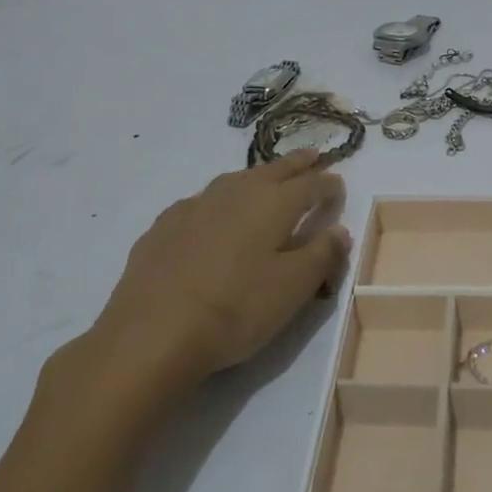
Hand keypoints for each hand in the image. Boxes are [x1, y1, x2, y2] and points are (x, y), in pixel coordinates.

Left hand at [56, 151, 350, 421]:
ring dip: (257, 177)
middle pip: (274, 170)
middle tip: (312, 156)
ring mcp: (196, 206)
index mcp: (274, 203)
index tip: (340, 188)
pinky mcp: (164, 226)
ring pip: (235, 180)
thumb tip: (340, 230)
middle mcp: (236, 193)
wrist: (151, 335)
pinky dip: (218, 201)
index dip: (330, 185)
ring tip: (266, 180)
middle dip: (297, 164)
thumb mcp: (294, 288)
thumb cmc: (236, 309)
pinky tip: (213, 215)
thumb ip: (323, 254)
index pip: (312, 185)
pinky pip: (202, 202)